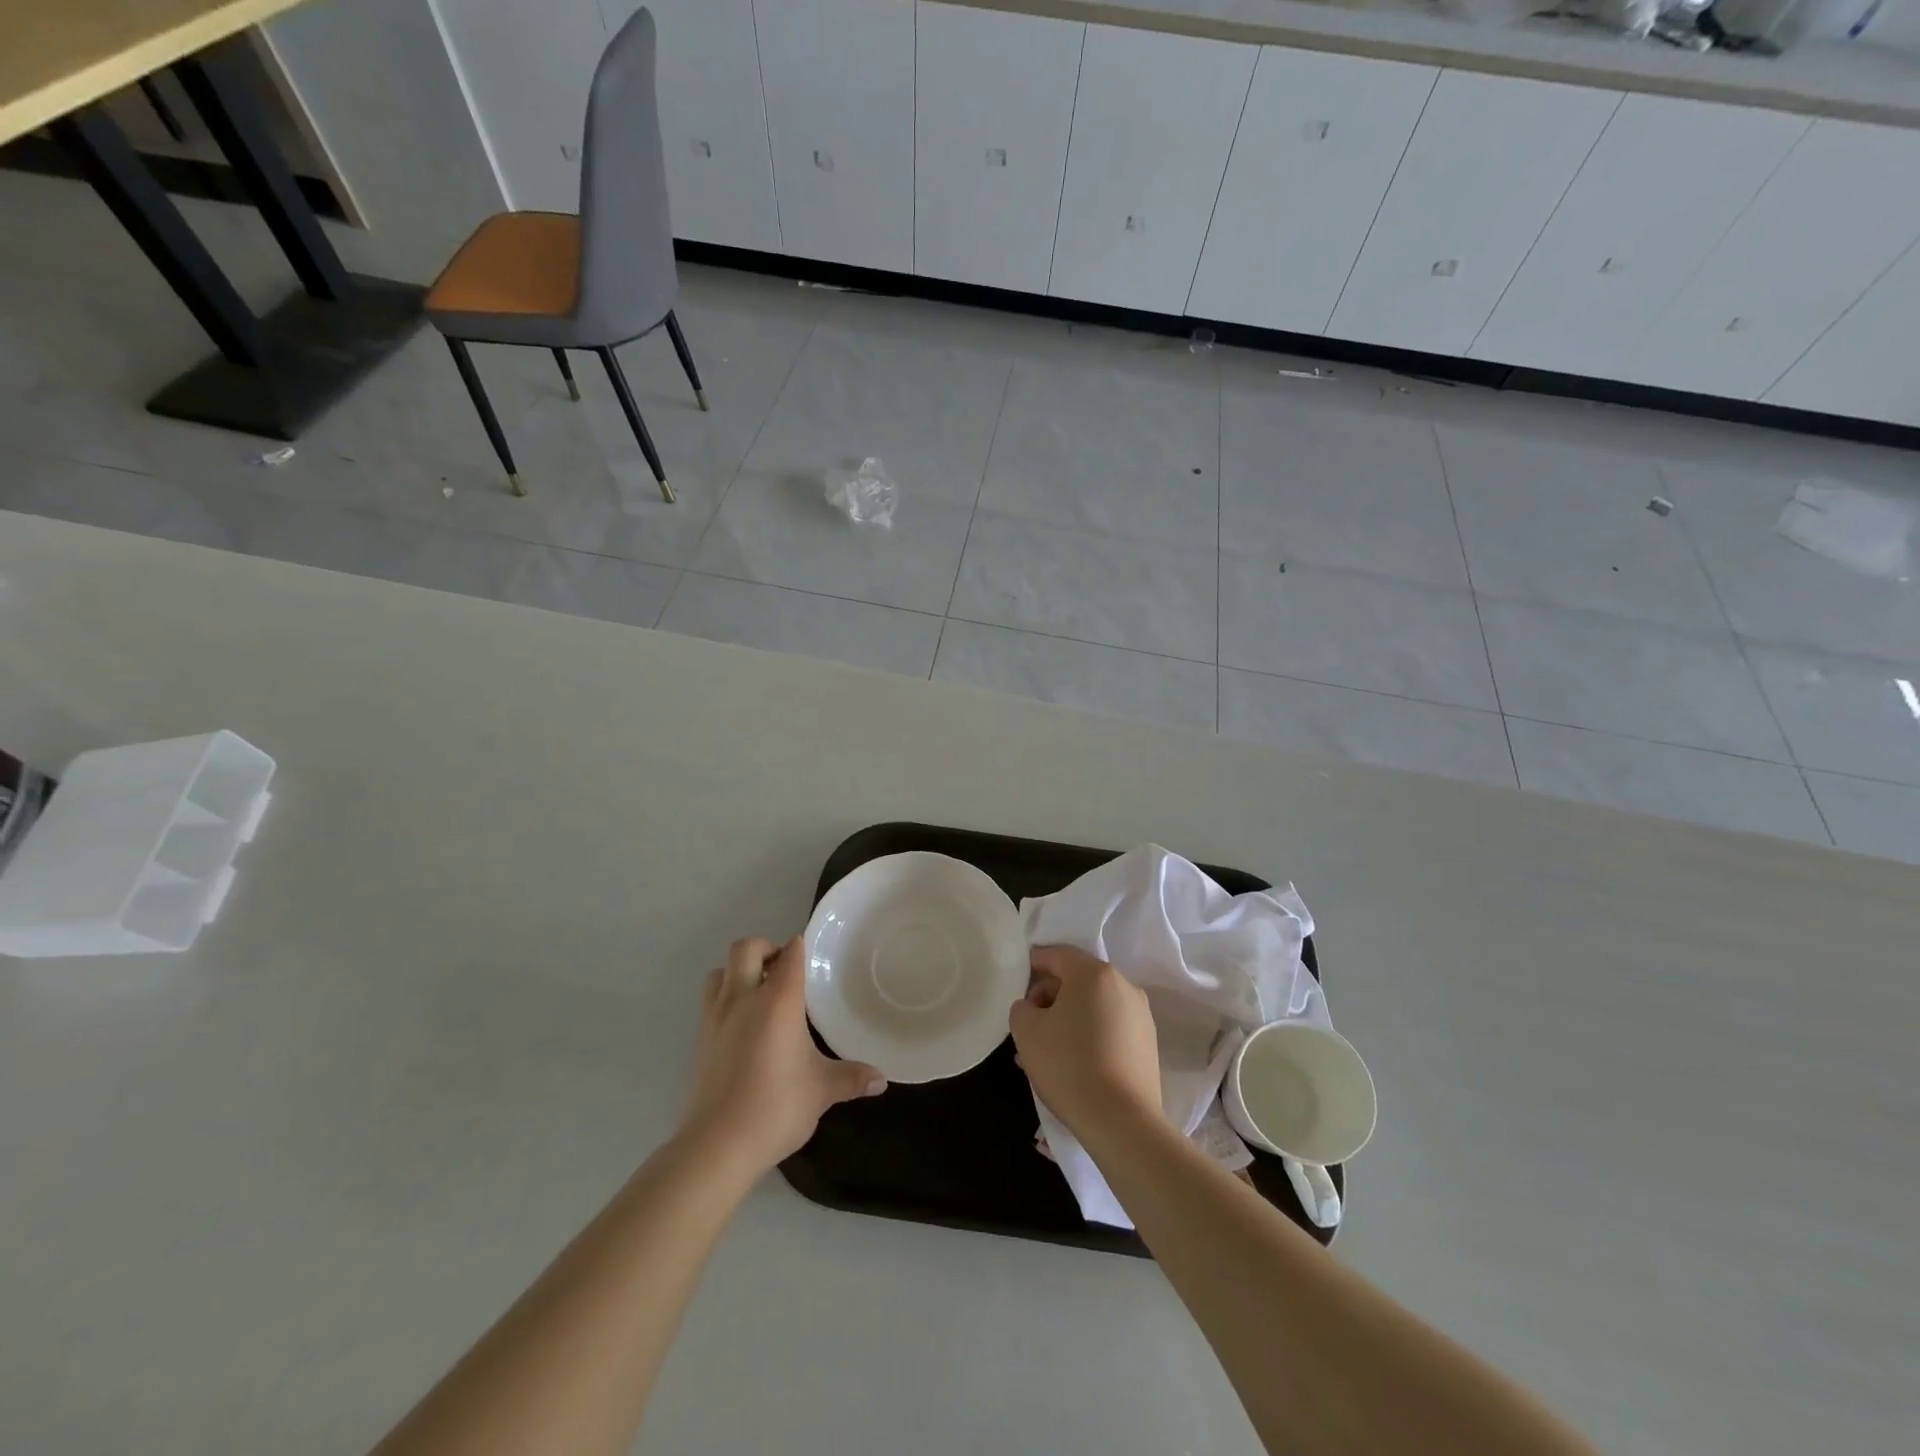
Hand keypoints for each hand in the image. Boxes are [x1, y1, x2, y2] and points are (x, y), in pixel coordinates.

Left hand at [681, 935, 886, 1176]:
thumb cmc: (776, 1106)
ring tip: (759, 990)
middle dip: (764, 948)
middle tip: (783, 968)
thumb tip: (881, 1080)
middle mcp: (743, 999)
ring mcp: (716, 1018)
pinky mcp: (700, 1040)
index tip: (809, 953)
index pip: (789, 955)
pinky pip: (711, 1001)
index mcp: (777, 1001)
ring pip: (720, 972)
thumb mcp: (822, 1090)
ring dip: (738, 971)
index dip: (799, 947)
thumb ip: (852, 1078)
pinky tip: (744, 1025)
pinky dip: (726, 998)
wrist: (718, 1145)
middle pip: (745, 949)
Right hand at [1010, 945, 1161, 1140]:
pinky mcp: (1148, 1043)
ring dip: (1069, 1018)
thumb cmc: (1068, 1065)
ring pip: (1094, 1005)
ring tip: (1047, 1049)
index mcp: (1094, 973)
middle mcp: (1123, 985)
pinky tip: (1073, 1062)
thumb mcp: (1026, 1031)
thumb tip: (1033, 1007)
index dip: (1033, 964)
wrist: (1121, 1121)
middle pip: (1078, 979)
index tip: (1016, 984)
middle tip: (1028, 1023)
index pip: (1057, 955)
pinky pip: (1110, 1026)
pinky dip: (1089, 1034)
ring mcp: (1140, 1015)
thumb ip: (1022, 1007)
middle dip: (1050, 996)